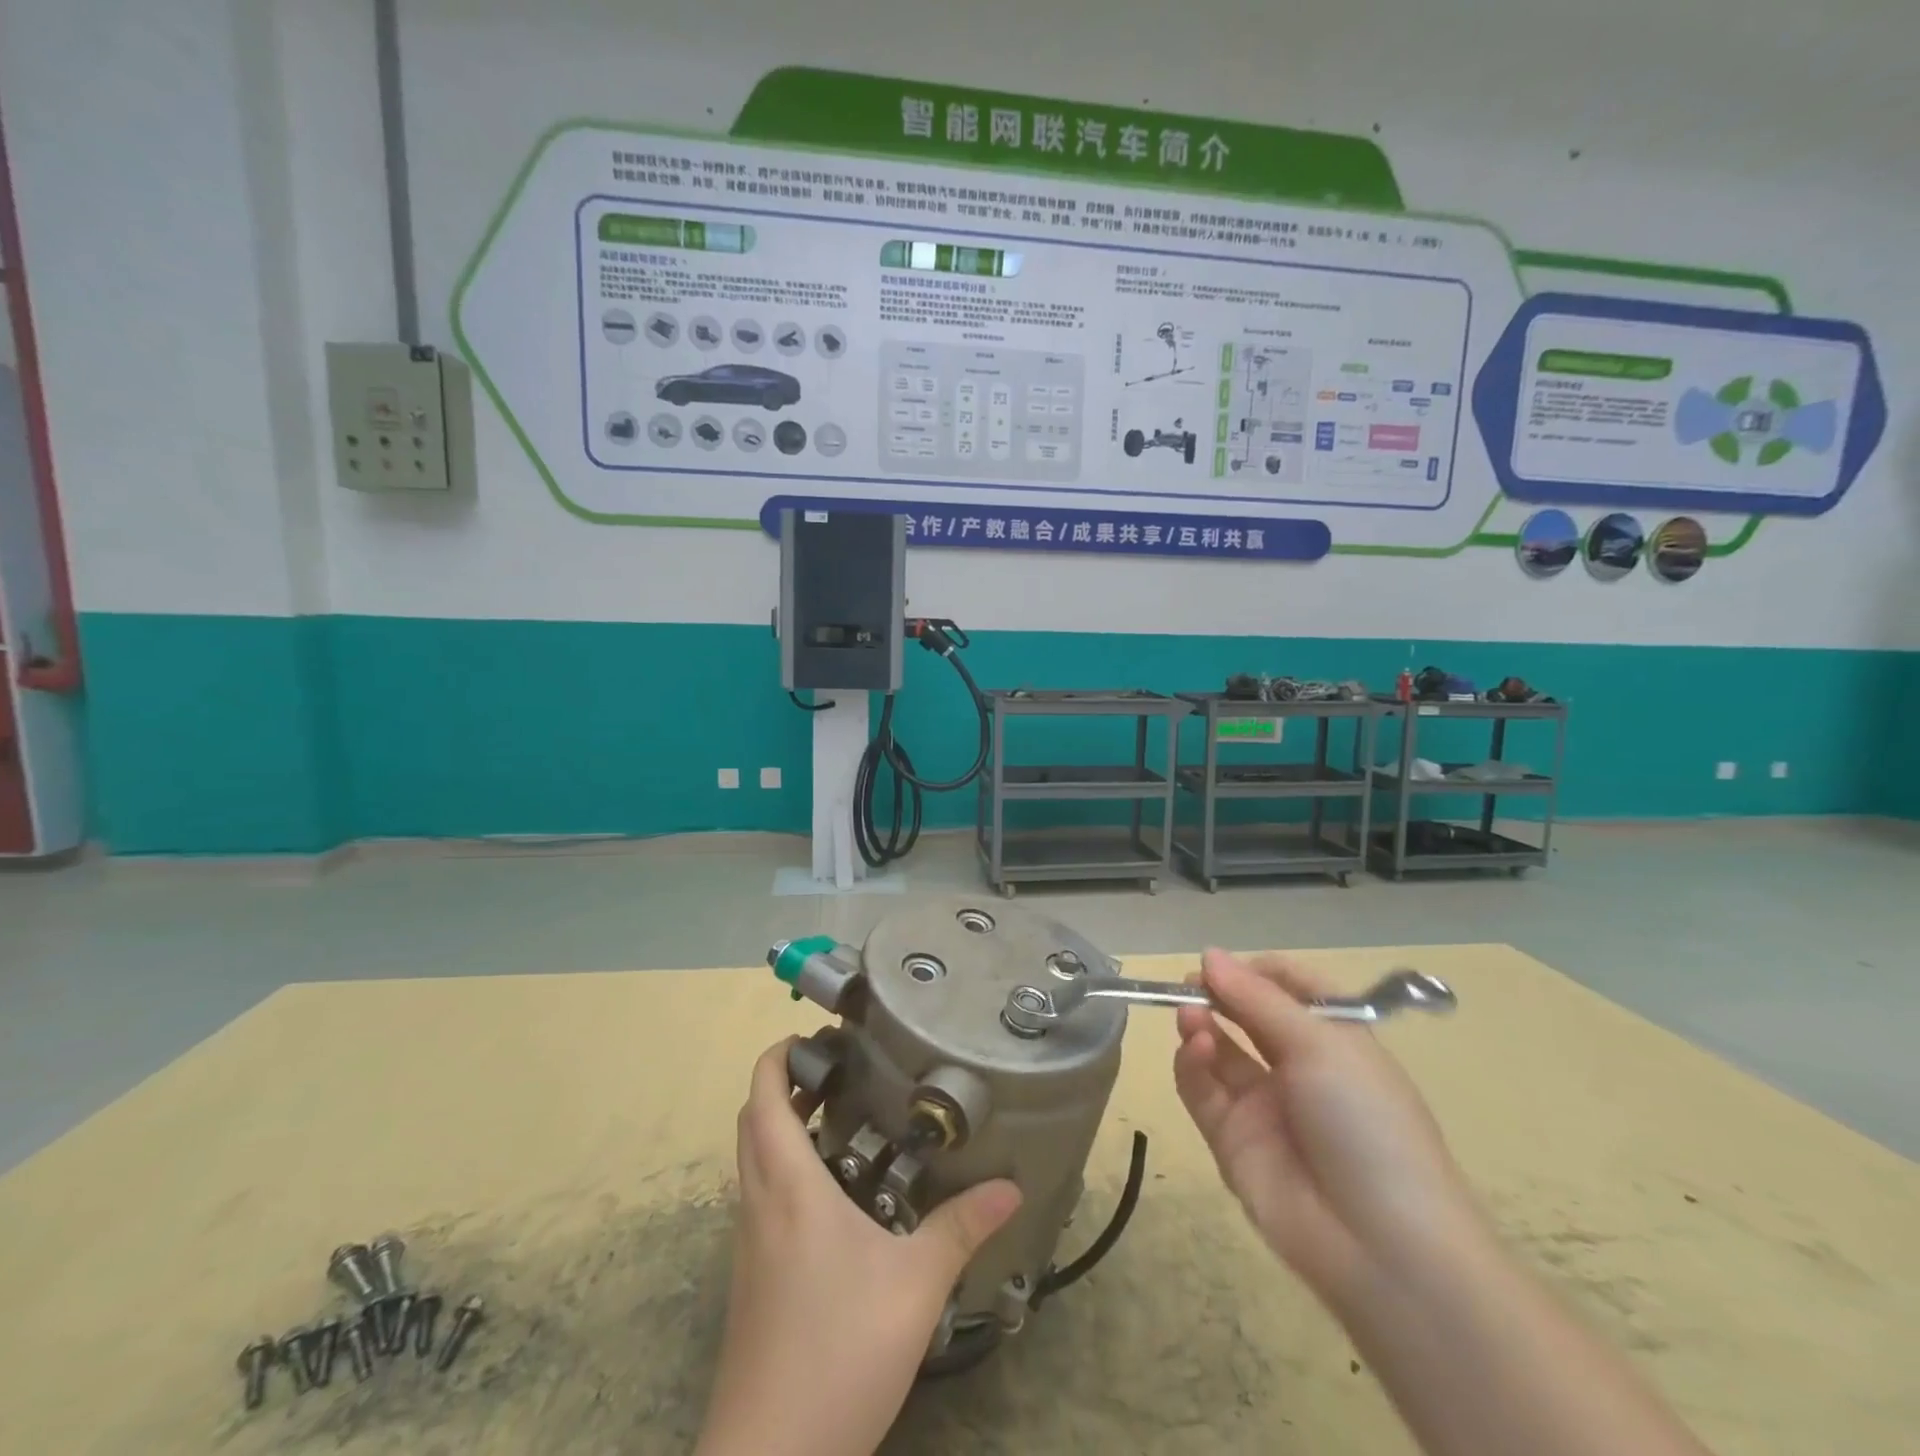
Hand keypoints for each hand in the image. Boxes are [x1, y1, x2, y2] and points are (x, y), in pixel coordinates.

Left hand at [696, 1040, 1022, 1455]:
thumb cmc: (839, 1351)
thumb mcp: (915, 1285)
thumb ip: (961, 1228)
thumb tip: (1010, 1187)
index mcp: (788, 1187)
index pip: (763, 1097)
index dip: (777, 1056)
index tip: (814, 1037)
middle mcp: (759, 1204)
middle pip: (754, 1122)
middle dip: (785, 1086)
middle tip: (839, 1073)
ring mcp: (749, 1245)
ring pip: (754, 1162)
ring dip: (783, 1129)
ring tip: (842, 1122)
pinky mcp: (752, 1280)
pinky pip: (761, 1199)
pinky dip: (786, 1171)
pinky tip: (835, 1198)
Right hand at [1173, 949, 1478, 1302]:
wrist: (1381, 1247)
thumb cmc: (1365, 1121)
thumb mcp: (1321, 1045)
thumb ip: (1257, 998)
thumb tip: (1210, 954)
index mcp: (1334, 1040)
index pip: (1289, 989)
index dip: (1255, 971)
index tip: (1222, 963)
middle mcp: (1298, 1068)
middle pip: (1247, 1016)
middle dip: (1218, 993)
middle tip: (1189, 982)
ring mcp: (1262, 1105)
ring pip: (1219, 1050)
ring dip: (1201, 1024)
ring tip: (1190, 1014)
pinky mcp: (1231, 1139)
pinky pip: (1202, 1090)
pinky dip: (1192, 1064)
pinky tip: (1196, 1048)